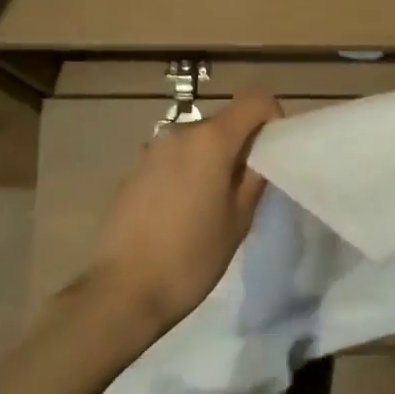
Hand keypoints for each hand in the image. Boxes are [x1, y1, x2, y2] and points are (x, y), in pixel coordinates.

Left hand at [77, 90, 279, 336]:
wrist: (120, 293)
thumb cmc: (190, 257)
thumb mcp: (238, 221)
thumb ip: (255, 178)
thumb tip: (260, 155)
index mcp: (212, 139)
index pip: (255, 100)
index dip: (272, 117)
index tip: (274, 150)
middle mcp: (181, 132)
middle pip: (225, 122)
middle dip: (241, 144)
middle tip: (246, 186)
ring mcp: (153, 150)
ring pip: (197, 141)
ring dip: (211, 159)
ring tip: (210, 203)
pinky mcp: (134, 171)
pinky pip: (173, 159)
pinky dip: (186, 172)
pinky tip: (179, 213)